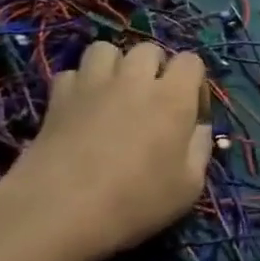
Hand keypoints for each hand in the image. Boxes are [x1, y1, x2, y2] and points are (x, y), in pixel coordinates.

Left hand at [0, 43, 211, 260]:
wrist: (59, 211)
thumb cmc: (134, 202)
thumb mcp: (188, 187)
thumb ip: (201, 149)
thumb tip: (199, 128)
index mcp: (173, 97)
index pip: (191, 61)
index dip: (194, 83)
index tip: (190, 113)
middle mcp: (135, 79)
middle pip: (149, 49)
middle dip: (155, 69)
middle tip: (151, 102)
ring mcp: (93, 83)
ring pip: (107, 49)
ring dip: (115, 66)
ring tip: (114, 94)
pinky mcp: (58, 96)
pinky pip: (72, 72)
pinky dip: (79, 85)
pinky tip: (81, 108)